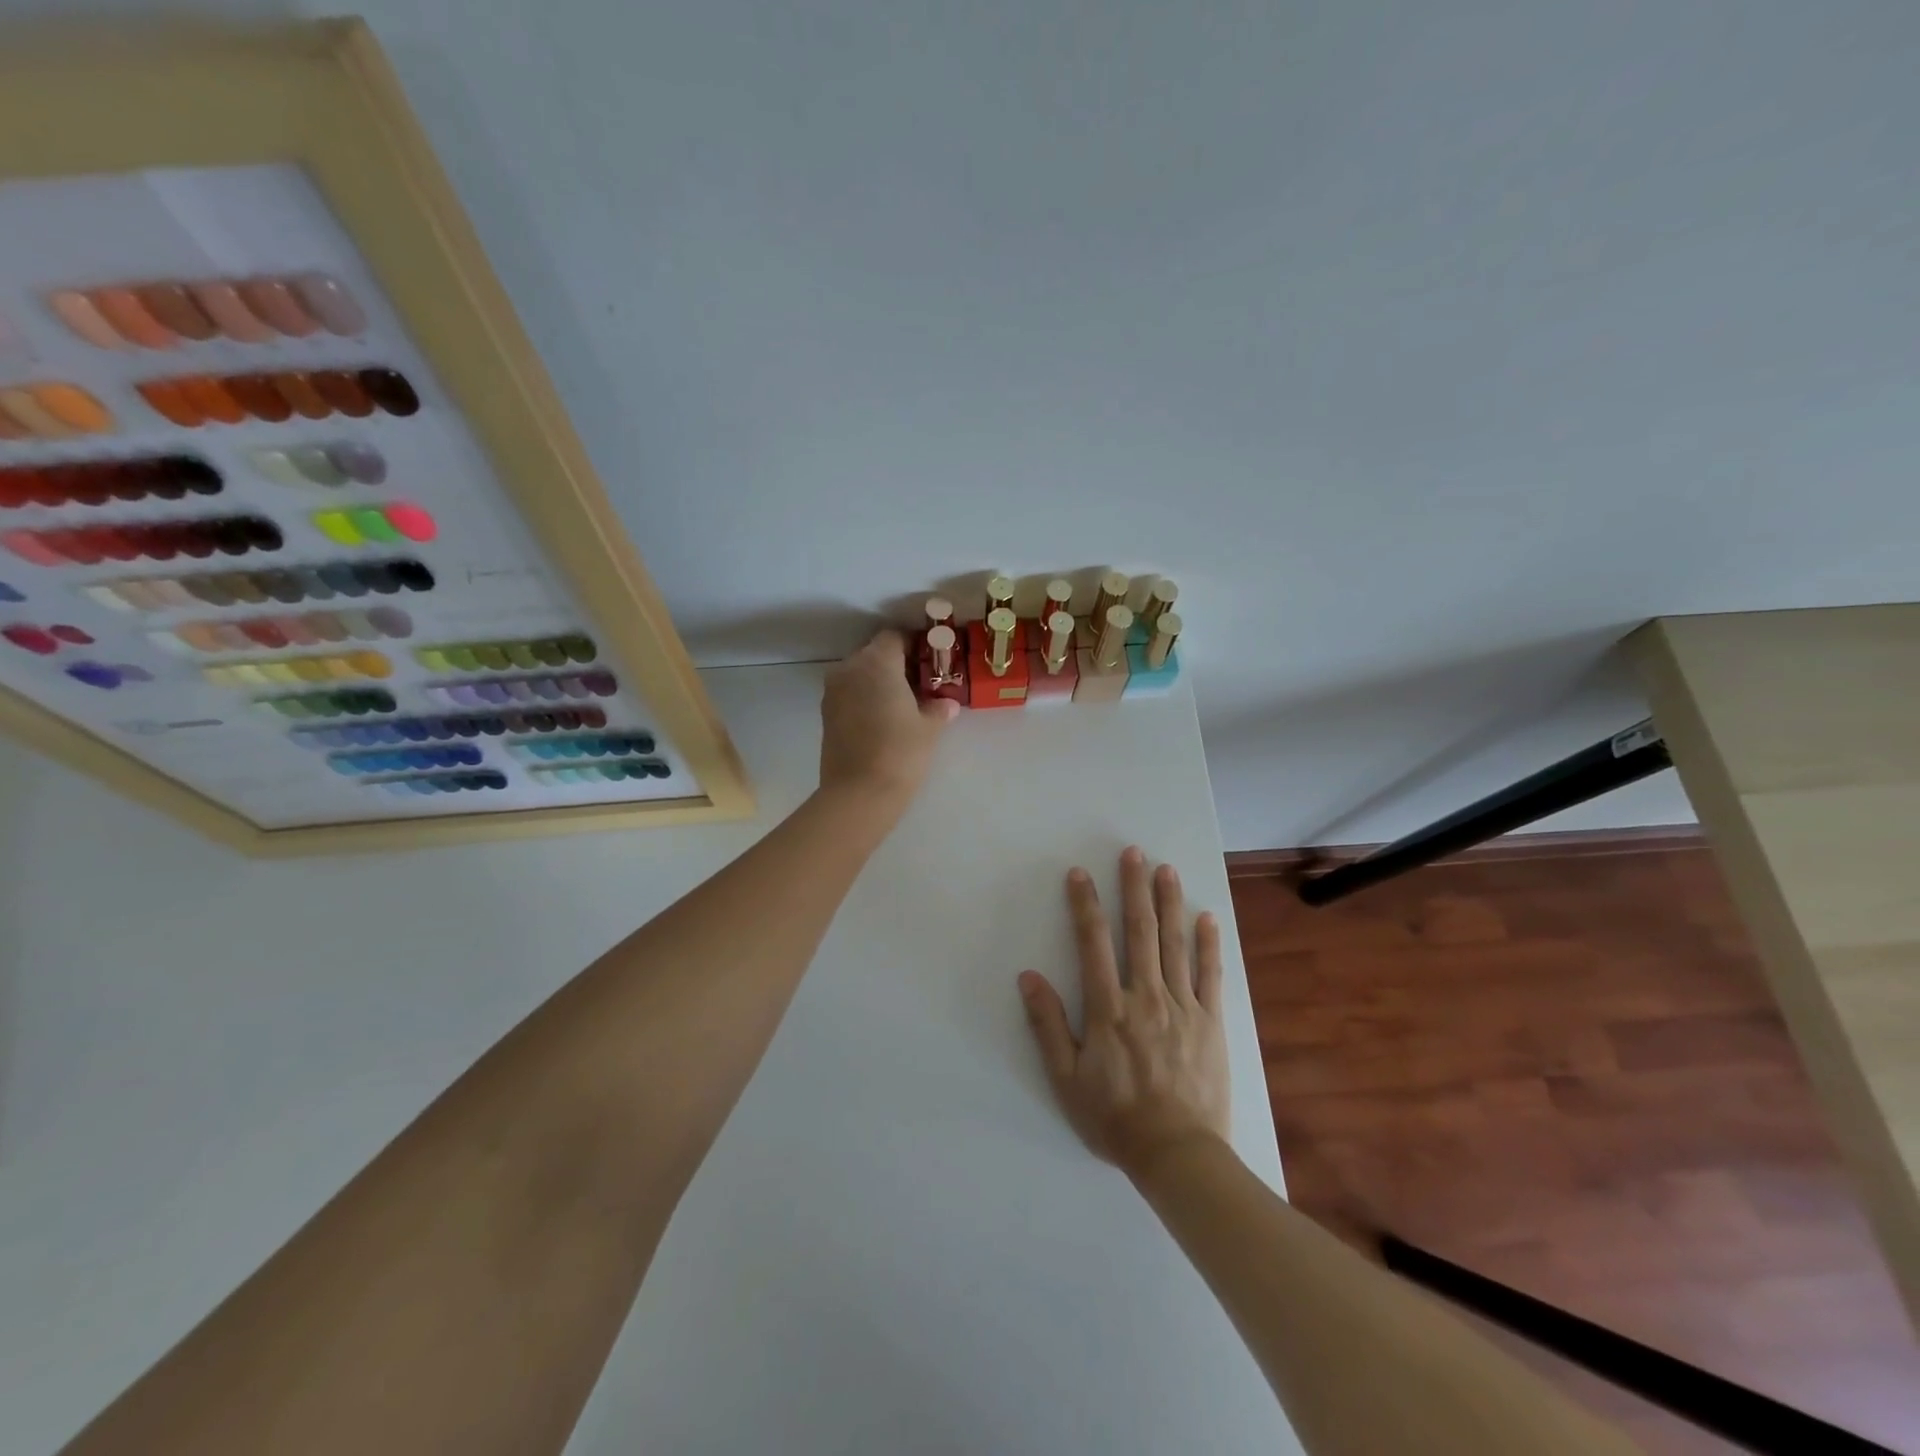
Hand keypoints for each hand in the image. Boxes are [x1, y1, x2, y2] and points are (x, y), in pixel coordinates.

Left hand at [819, 630, 956, 806]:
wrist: (859, 793)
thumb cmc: (901, 752)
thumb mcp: (929, 728)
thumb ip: (938, 708)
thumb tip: (947, 704)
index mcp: (877, 662)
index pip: (894, 637)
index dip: (913, 645)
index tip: (929, 662)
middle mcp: (850, 669)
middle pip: (874, 653)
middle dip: (895, 664)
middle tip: (919, 685)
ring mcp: (833, 691)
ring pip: (859, 674)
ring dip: (878, 682)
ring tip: (901, 705)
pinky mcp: (826, 714)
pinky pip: (849, 694)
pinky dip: (864, 699)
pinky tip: (882, 721)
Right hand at [1019, 846, 1230, 1178]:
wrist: (1177, 1154)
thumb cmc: (1114, 1117)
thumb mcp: (1066, 1078)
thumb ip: (1047, 1025)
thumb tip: (1028, 977)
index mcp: (1108, 1007)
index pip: (1093, 943)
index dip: (1085, 904)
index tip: (1080, 873)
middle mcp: (1146, 995)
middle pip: (1139, 931)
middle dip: (1134, 888)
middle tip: (1133, 853)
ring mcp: (1183, 1006)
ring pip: (1174, 944)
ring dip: (1169, 903)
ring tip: (1166, 870)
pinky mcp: (1211, 1022)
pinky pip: (1211, 975)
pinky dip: (1208, 945)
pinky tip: (1207, 918)